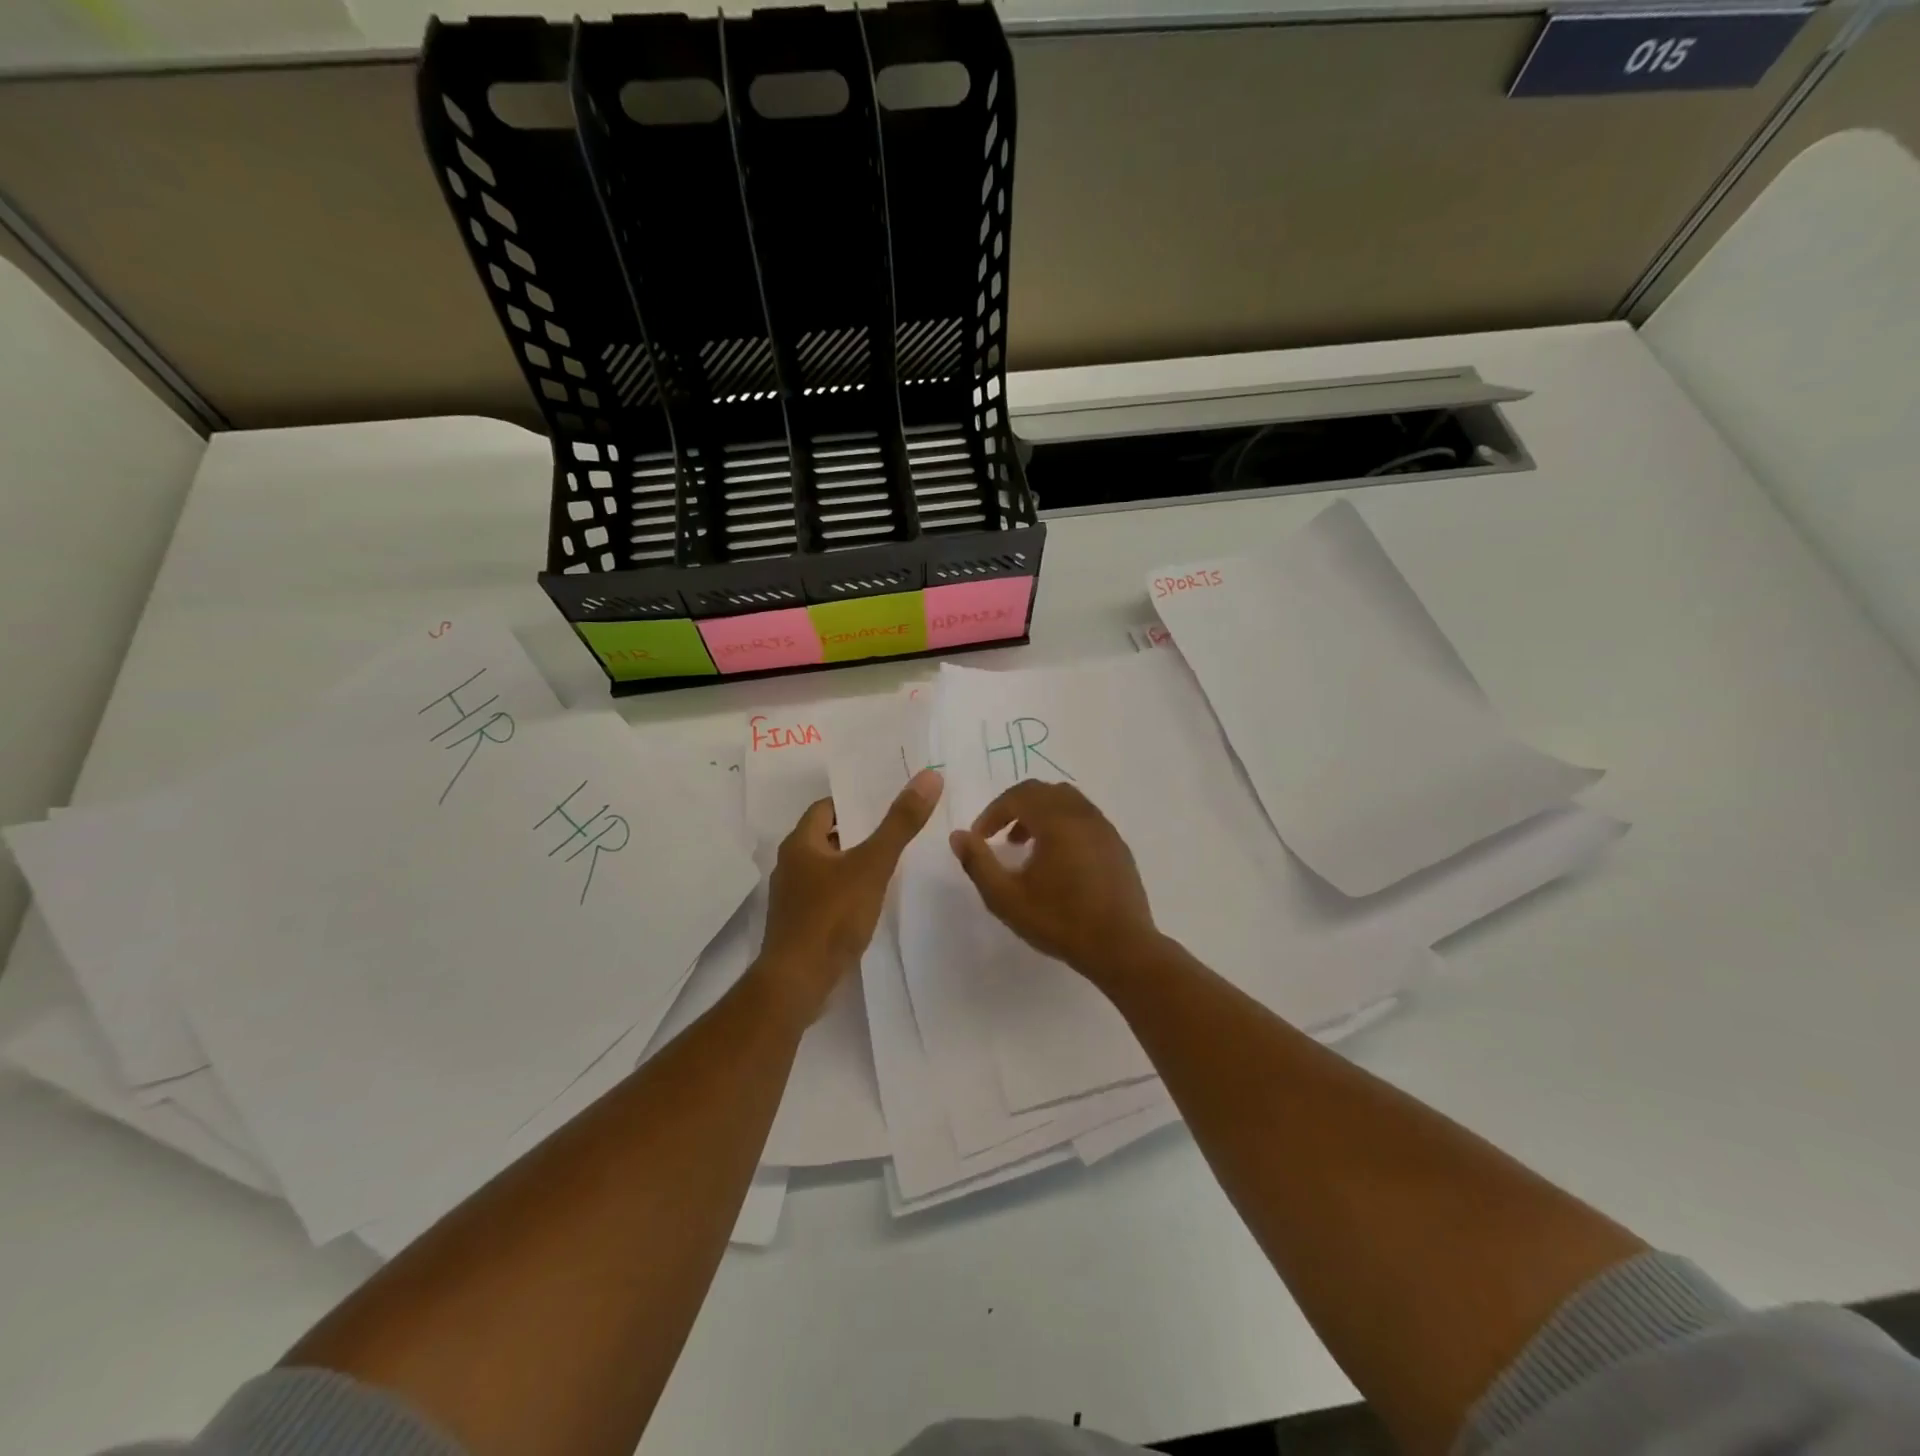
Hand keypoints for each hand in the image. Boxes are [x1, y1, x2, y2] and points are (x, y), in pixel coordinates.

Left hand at [758, 768, 942, 1021]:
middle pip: (826, 837)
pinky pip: (825, 896)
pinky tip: (870, 901)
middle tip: (895, 828)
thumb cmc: (831, 916)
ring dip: (852, 863)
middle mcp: (790, 865)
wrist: (798, 983)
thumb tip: (929, 776)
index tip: (884, 802)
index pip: (825, 808)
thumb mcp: (872, 865)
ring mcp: (792, 898)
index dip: (853, 802)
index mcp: (800, 844)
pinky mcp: (799, 925)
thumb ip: (900, 824)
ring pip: (826, 868)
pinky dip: (846, 891)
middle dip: (857, 832)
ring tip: (889, 863)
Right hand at [949, 781, 1160, 984]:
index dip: (993, 812)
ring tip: (1027, 847)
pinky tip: (1058, 861)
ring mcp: (1105, 828)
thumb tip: (958, 836)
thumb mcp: (1006, 898)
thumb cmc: (1060, 921)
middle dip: (1016, 808)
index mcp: (1056, 820)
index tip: (980, 837)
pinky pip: (1085, 819)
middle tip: (1000, 837)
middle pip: (1044, 791)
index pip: (1018, 795)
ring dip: (1041, 814)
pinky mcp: (1118, 846)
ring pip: (1067, 802)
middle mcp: (1083, 814)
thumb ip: (978, 863)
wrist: (1121, 947)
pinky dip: (1064, 825)